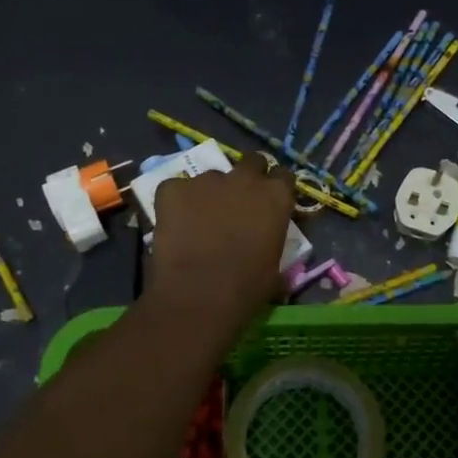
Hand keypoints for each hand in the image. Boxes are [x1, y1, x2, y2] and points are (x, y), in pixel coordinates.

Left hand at [147, 155, 295, 330]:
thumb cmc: (246, 287)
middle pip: (251, 162)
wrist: (199, 295)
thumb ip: (273, 242)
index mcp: (275, 196)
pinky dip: (176, 201)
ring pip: (211, 177)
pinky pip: (176, 188)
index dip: (276, 188)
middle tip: (238, 202)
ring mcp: (206, 180)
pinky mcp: (173, 188)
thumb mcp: (275, 266)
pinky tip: (175, 223)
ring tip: (200, 220)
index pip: (283, 176)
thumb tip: (267, 244)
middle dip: (247, 177)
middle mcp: (244, 178)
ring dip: (210, 193)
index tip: (270, 203)